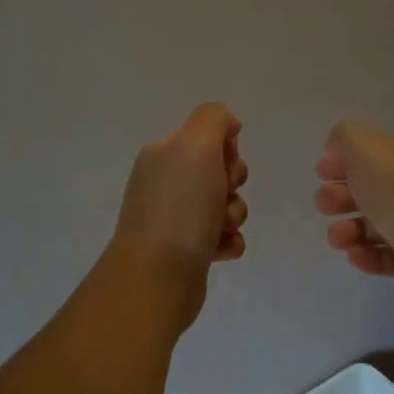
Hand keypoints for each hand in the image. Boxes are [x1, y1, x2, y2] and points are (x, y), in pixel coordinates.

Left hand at [113, 103, 249, 292]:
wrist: (159, 275)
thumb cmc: (181, 205)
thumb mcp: (197, 144)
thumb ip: (214, 119)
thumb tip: (228, 126)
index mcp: (162, 153)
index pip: (205, 136)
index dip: (225, 148)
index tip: (224, 162)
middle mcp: (164, 182)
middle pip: (218, 170)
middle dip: (233, 182)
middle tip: (224, 194)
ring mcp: (173, 218)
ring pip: (223, 204)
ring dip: (234, 214)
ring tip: (222, 228)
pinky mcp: (186, 251)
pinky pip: (221, 237)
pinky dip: (229, 241)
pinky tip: (222, 249)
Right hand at [314, 121, 393, 277]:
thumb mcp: (365, 146)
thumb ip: (346, 138)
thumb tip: (339, 151)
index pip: (376, 153)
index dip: (345, 160)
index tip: (322, 172)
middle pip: (372, 190)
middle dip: (340, 196)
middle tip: (325, 205)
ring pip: (374, 225)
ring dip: (348, 229)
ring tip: (339, 238)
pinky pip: (385, 255)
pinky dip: (366, 254)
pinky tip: (356, 254)